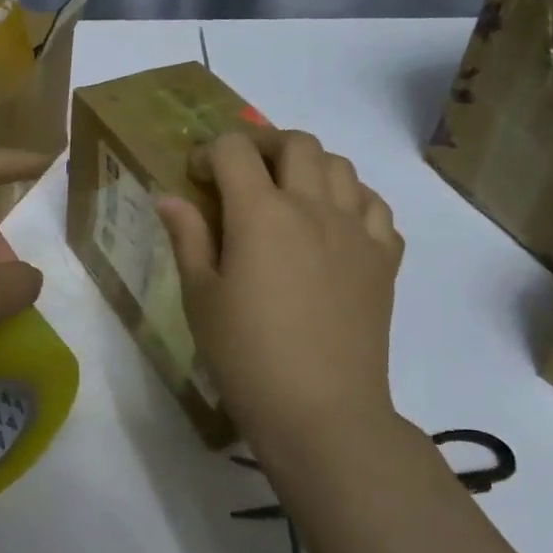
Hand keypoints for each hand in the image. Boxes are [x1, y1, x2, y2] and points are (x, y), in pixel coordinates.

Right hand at [156, 130, 403, 454]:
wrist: (320, 410)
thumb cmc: (246, 355)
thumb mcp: (201, 297)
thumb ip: (187, 238)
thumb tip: (169, 197)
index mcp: (261, 213)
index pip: (235, 150)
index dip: (210, 153)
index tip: (197, 178)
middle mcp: (314, 207)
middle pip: (296, 143)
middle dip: (262, 145)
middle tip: (242, 174)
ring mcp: (356, 231)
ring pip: (341, 166)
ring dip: (309, 166)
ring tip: (288, 194)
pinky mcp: (384, 259)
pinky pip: (375, 206)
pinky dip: (351, 199)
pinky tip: (333, 224)